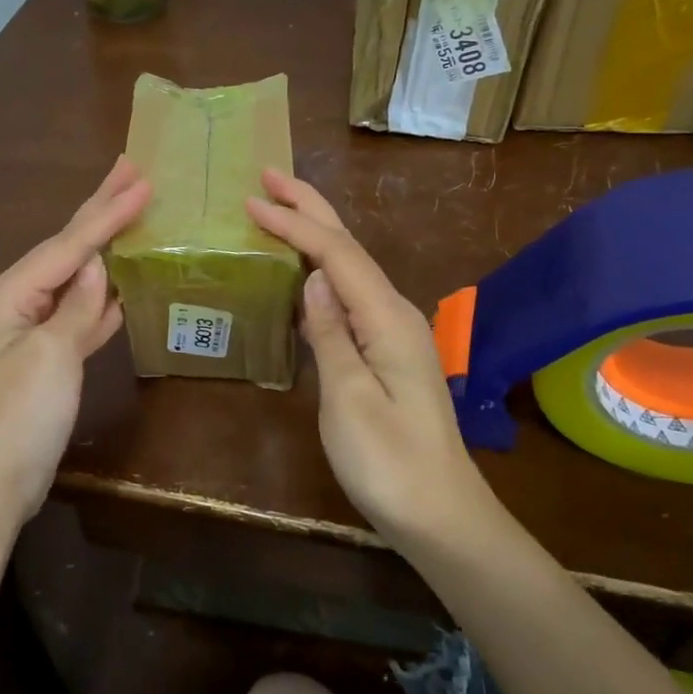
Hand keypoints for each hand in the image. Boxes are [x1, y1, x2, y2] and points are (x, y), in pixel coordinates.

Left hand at [0, 157, 151, 529]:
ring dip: (104, 246)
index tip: (143, 180)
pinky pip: (78, 312)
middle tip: (131, 169)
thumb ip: (76, 307)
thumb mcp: (50, 357)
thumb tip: (98, 266)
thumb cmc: (17, 417)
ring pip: (75, 276)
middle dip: (99, 209)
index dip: (108, 212)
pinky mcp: (47, 357)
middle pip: (66, 247)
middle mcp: (16, 301)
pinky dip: (102, 296)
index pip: (69, 244)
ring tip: (130, 212)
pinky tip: (122, 283)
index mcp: (10, 293)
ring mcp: (30, 329)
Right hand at [245, 169, 483, 544]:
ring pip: (350, 267)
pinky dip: (321, 269)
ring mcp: (393, 332)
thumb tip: (313, 277)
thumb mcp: (350, 399)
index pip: (336, 254)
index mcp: (386, 318)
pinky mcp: (386, 351)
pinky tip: (303, 272)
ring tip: (280, 208)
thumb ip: (331, 333)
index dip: (294, 224)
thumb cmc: (389, 463)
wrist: (441, 516)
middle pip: (348, 247)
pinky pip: (349, 294)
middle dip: (310, 208)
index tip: (251, 201)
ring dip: (315, 233)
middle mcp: (394, 313)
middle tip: (269, 177)